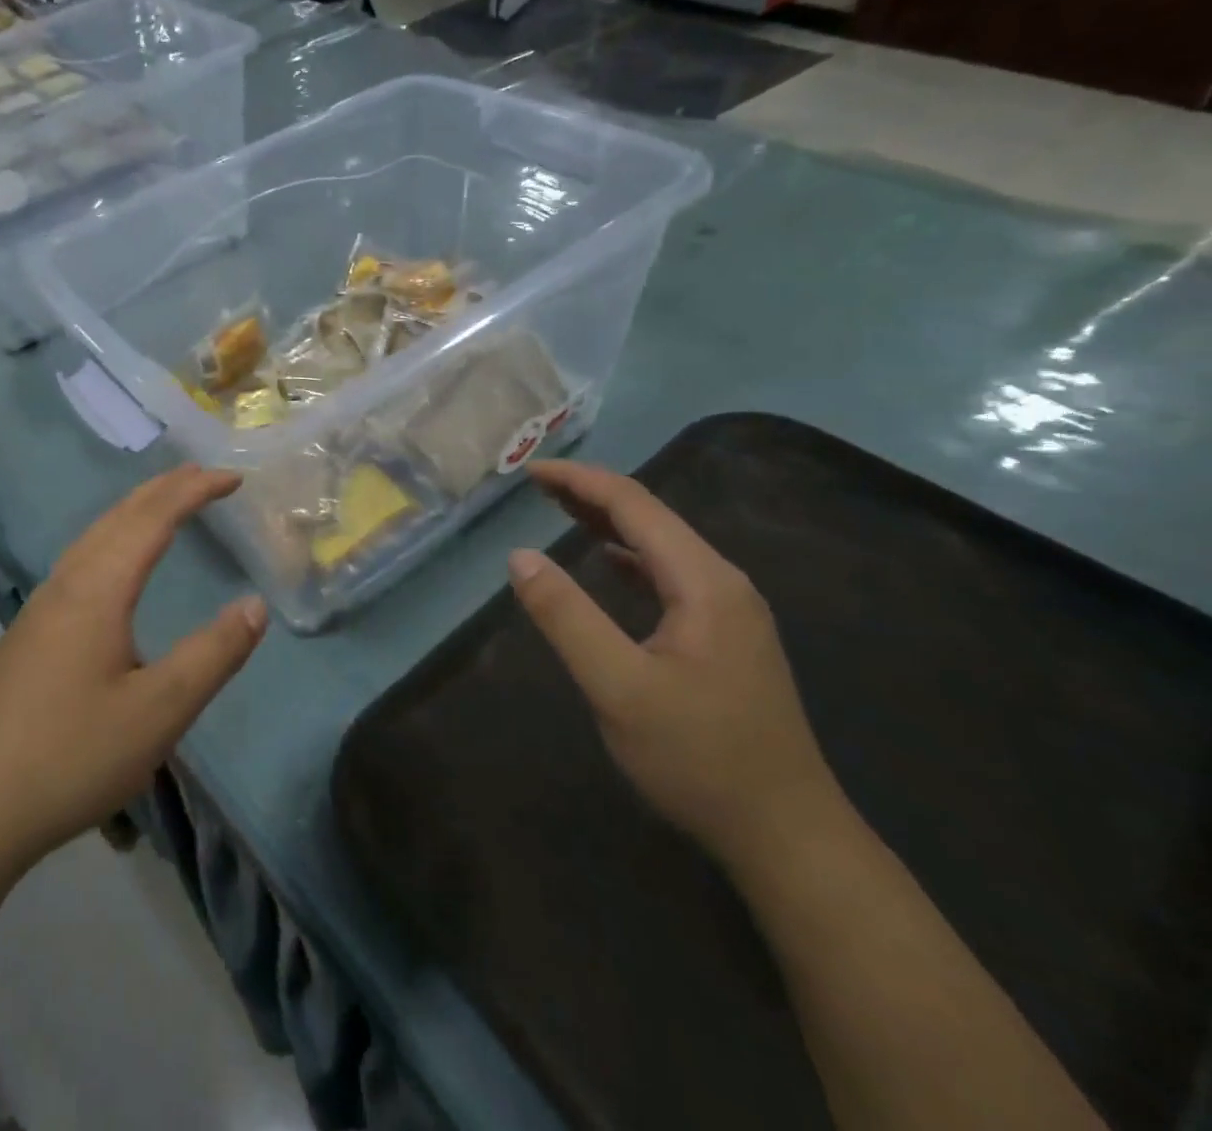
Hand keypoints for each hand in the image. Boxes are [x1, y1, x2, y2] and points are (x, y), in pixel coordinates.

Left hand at [0, 464, 266, 882]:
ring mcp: (41, 608)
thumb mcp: (160, 711)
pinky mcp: (29, 634)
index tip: (234, 477)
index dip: (195, 491)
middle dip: (165, 489)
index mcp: (97, 590)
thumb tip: (255, 605)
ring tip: (166, 505)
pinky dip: (113, 538)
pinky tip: (114, 565)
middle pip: (119, 516)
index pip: (154, 518)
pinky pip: (81, 560)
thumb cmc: (72, 757)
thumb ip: (213, 654)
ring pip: (94, 536)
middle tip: (206, 476)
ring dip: (135, 510)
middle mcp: (66, 584)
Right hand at [509, 460, 844, 867]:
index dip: (579, 481)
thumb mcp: (618, 687)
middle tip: (535, 485)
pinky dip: (629, 557)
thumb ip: (566, 616)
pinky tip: (608, 562)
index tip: (529, 471)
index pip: (634, 505)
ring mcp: (729, 611)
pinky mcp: (724, 637)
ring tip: (559, 509)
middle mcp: (723, 583)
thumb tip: (520, 556)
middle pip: (651, 517)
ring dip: (608, 522)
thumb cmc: (698, 758)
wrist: (787, 836)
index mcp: (703, 582)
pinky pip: (669, 576)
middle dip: (591, 493)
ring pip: (661, 546)